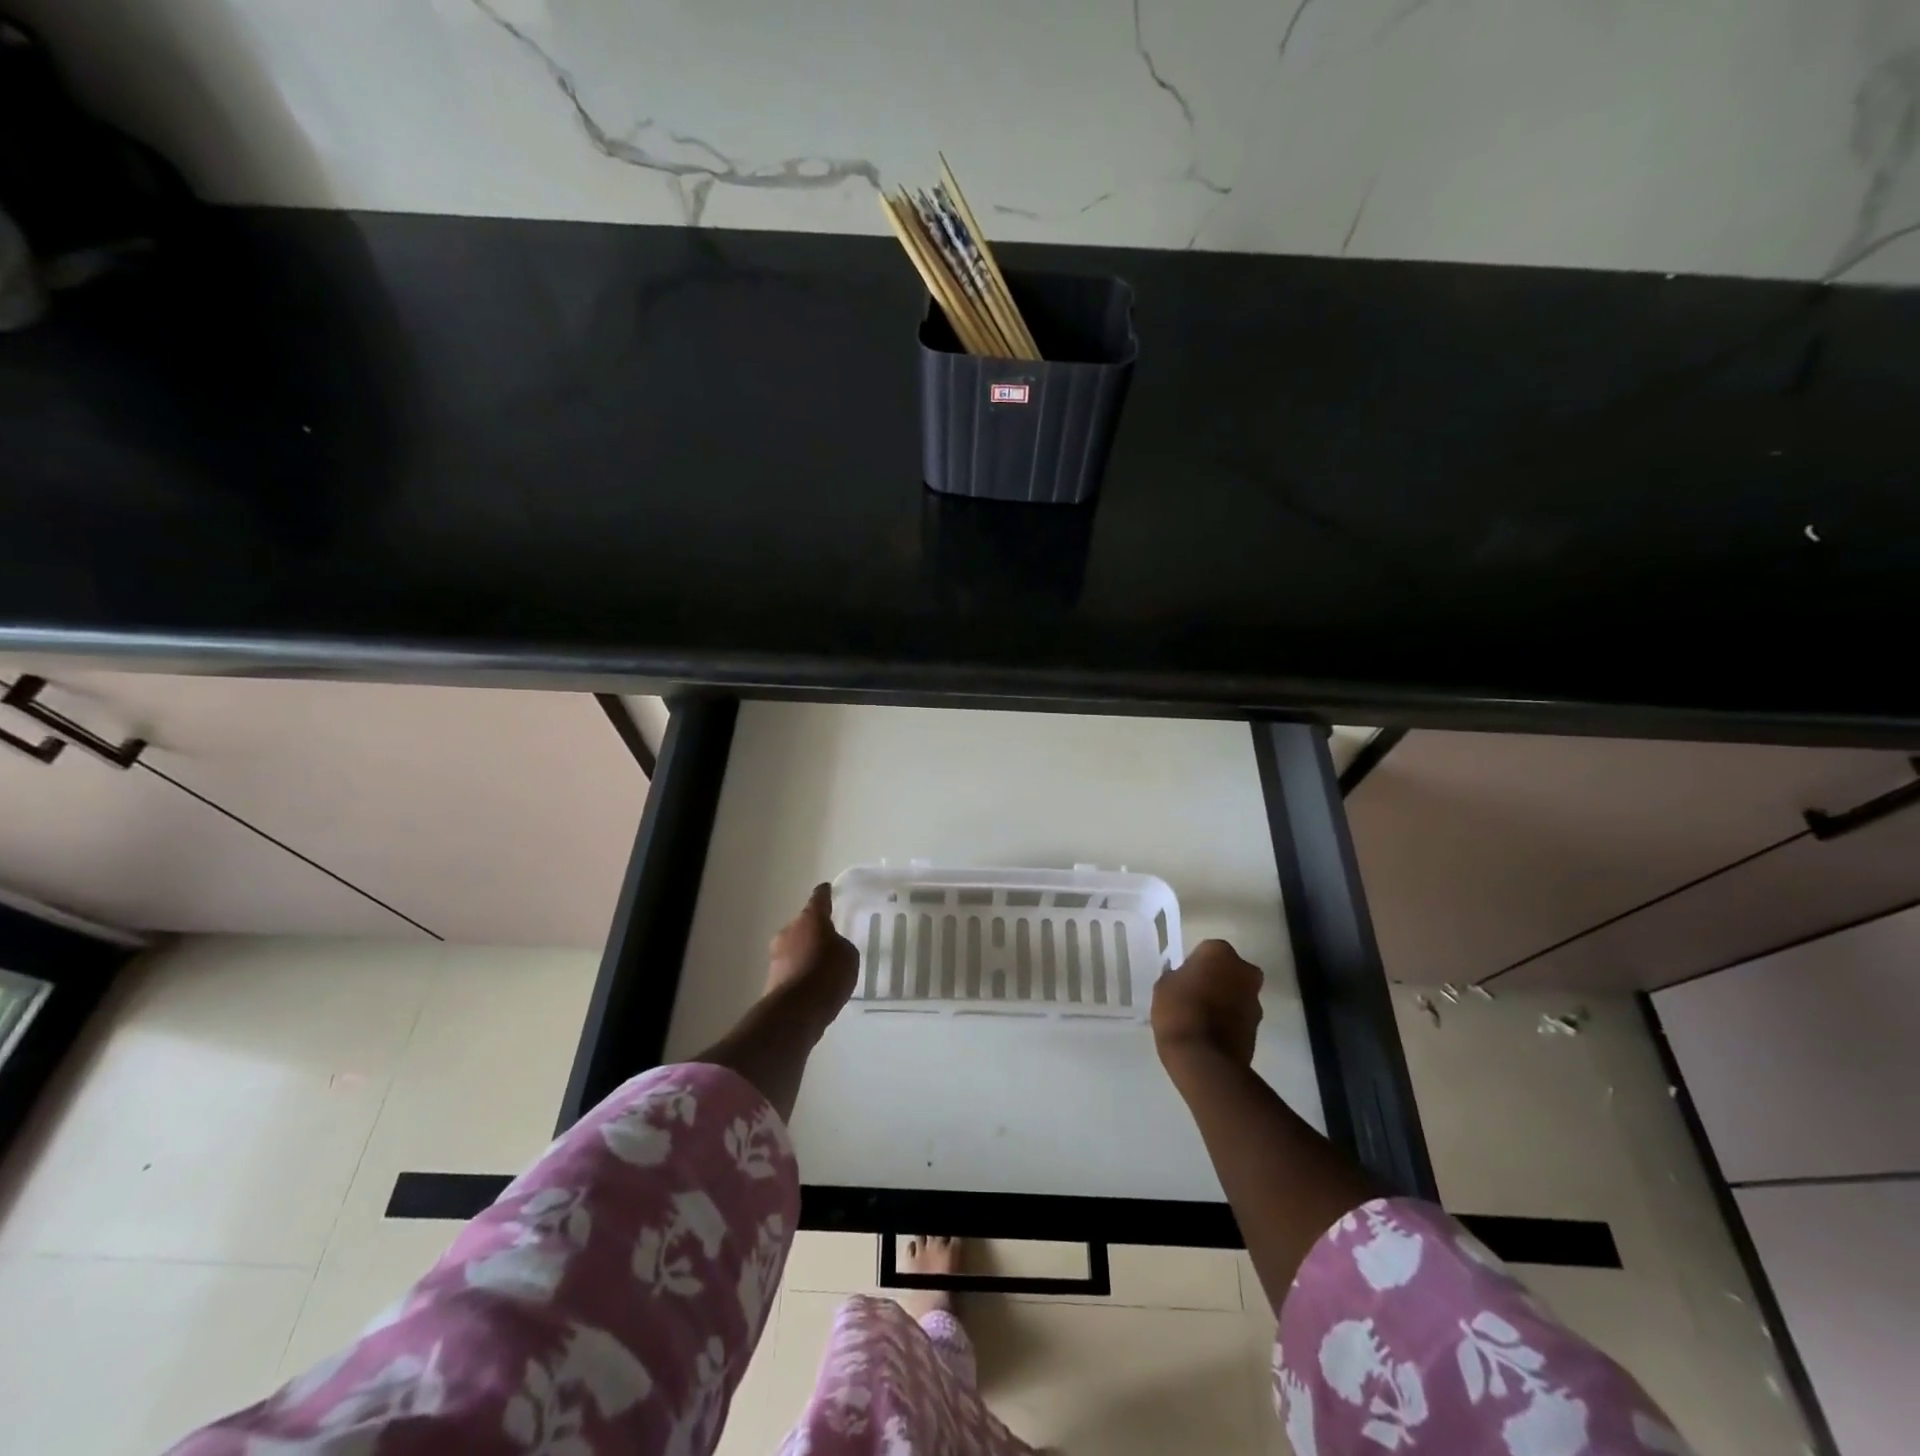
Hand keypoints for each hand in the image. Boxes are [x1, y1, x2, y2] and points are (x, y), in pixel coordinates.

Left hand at [766, 883, 859, 1037]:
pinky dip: (800, 972)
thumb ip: (840, 945)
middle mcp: (789, 930)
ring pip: (795, 946)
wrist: (795, 1011)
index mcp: (810, 918)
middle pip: (804, 924)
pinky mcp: (771, 978)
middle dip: (814, 930)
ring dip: (806, 953)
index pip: (819, 898)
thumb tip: (830, 947)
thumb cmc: (827, 974)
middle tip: (830, 940)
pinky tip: (813, 985)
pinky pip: (791, 968)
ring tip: (823, 967)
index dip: (825, 894)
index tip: (827, 889)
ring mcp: (777, 954)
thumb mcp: (848, 955)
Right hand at [1151, 939, 1263, 1068]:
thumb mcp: (1164, 986)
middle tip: (1195, 996)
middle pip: (1228, 970)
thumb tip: (1185, 980)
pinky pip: (1240, 1017)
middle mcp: (1244, 970)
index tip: (1184, 980)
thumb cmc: (1178, 1011)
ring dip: (1225, 1001)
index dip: (1195, 966)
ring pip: (1237, 993)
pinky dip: (1229, 1021)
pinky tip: (1210, 1035)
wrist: (1204, 1059)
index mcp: (1219, 952)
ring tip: (1201, 1020)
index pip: (1206, 951)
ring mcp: (1255, 1000)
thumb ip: (1178, 976)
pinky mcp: (1258, 1027)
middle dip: (1217, 980)